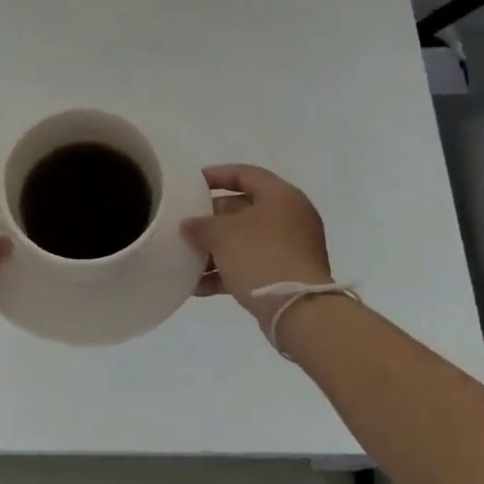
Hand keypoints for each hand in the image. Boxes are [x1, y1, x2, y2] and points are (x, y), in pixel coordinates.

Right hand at [181, 165, 333, 324]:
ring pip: (245, 240)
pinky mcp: (286, 275)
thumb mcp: (222, 234)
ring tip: (186, 259)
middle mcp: (289, 217)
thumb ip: (200, 225)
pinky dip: (226, 272)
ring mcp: (290, 248)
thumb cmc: (260, 257)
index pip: (245, 174)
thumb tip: (189, 225)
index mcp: (280, 196)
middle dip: (211, 219)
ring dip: (215, 250)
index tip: (191, 184)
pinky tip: (198, 287)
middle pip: (243, 209)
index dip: (216, 176)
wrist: (297, 310)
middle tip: (186, 226)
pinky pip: (251, 265)